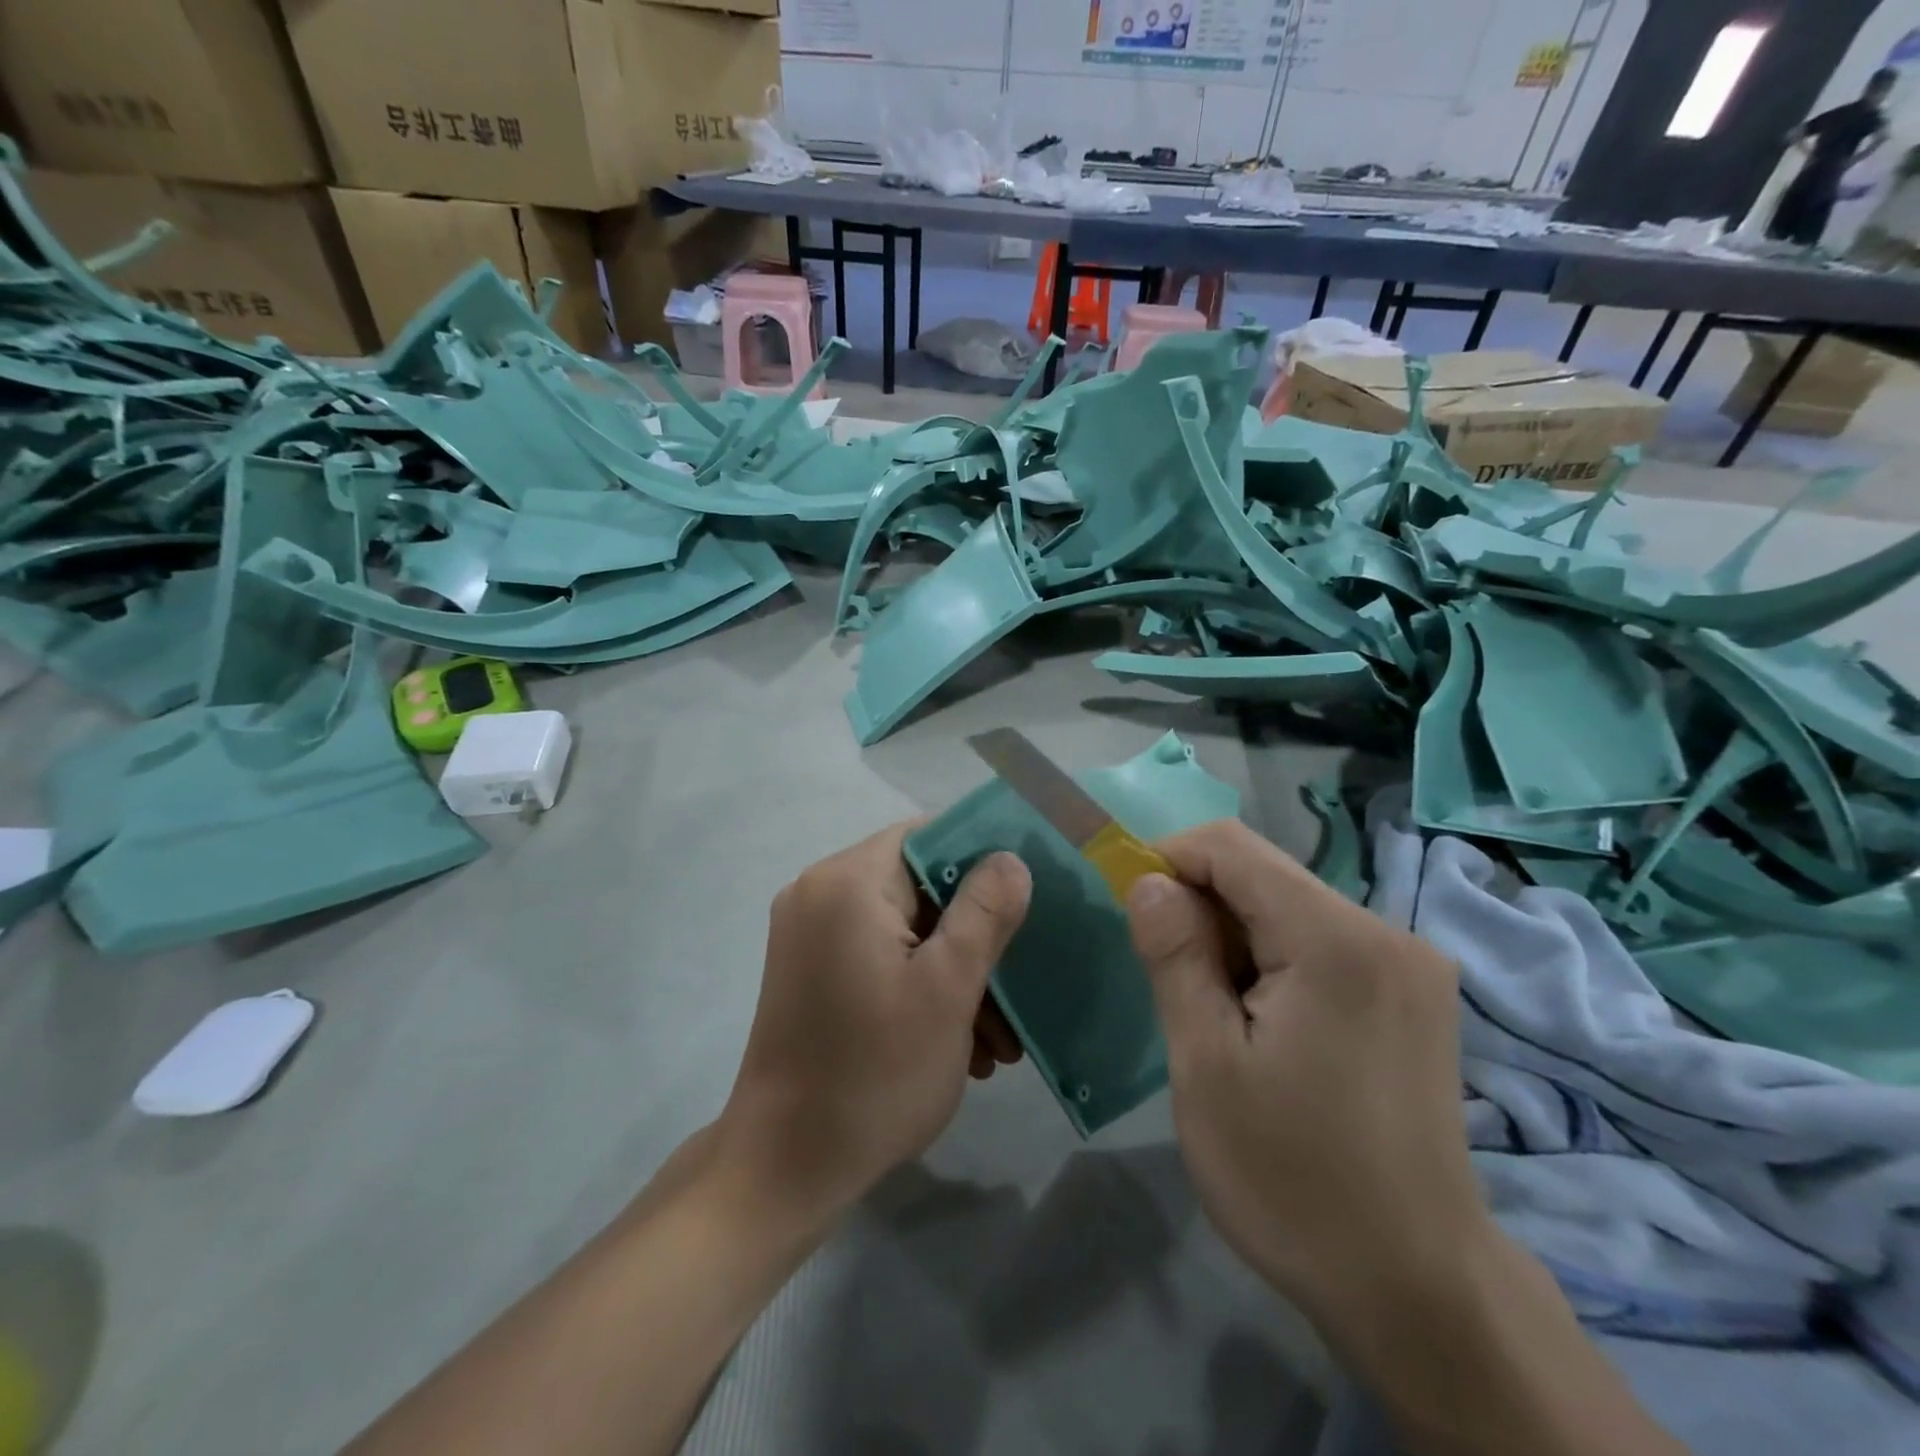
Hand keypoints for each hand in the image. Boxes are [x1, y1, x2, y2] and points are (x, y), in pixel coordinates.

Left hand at [719, 824, 1031, 1221]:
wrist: (785, 1167)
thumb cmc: (874, 1072)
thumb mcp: (948, 988)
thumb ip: (985, 912)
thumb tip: (1009, 859)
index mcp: (848, 881)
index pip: (927, 836)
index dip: (982, 860)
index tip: (1026, 899)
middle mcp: (819, 893)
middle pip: (917, 886)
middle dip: (974, 937)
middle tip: (1018, 986)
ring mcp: (808, 934)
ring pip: (903, 928)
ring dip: (953, 971)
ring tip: (998, 1038)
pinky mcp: (809, 972)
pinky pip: (877, 956)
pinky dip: (918, 985)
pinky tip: (959, 1041)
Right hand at [1124, 821, 1493, 1344]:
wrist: (1419, 1291)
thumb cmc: (1293, 1178)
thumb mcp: (1206, 1065)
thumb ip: (1175, 955)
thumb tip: (1148, 879)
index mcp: (1336, 940)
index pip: (1231, 847)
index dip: (1168, 860)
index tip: (1133, 914)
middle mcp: (1386, 931)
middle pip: (1264, 874)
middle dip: (1201, 907)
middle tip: (1171, 981)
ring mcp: (1410, 964)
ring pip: (1290, 906)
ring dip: (1235, 937)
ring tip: (1217, 1014)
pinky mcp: (1415, 994)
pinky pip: (1323, 941)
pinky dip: (1274, 959)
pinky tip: (1265, 1024)